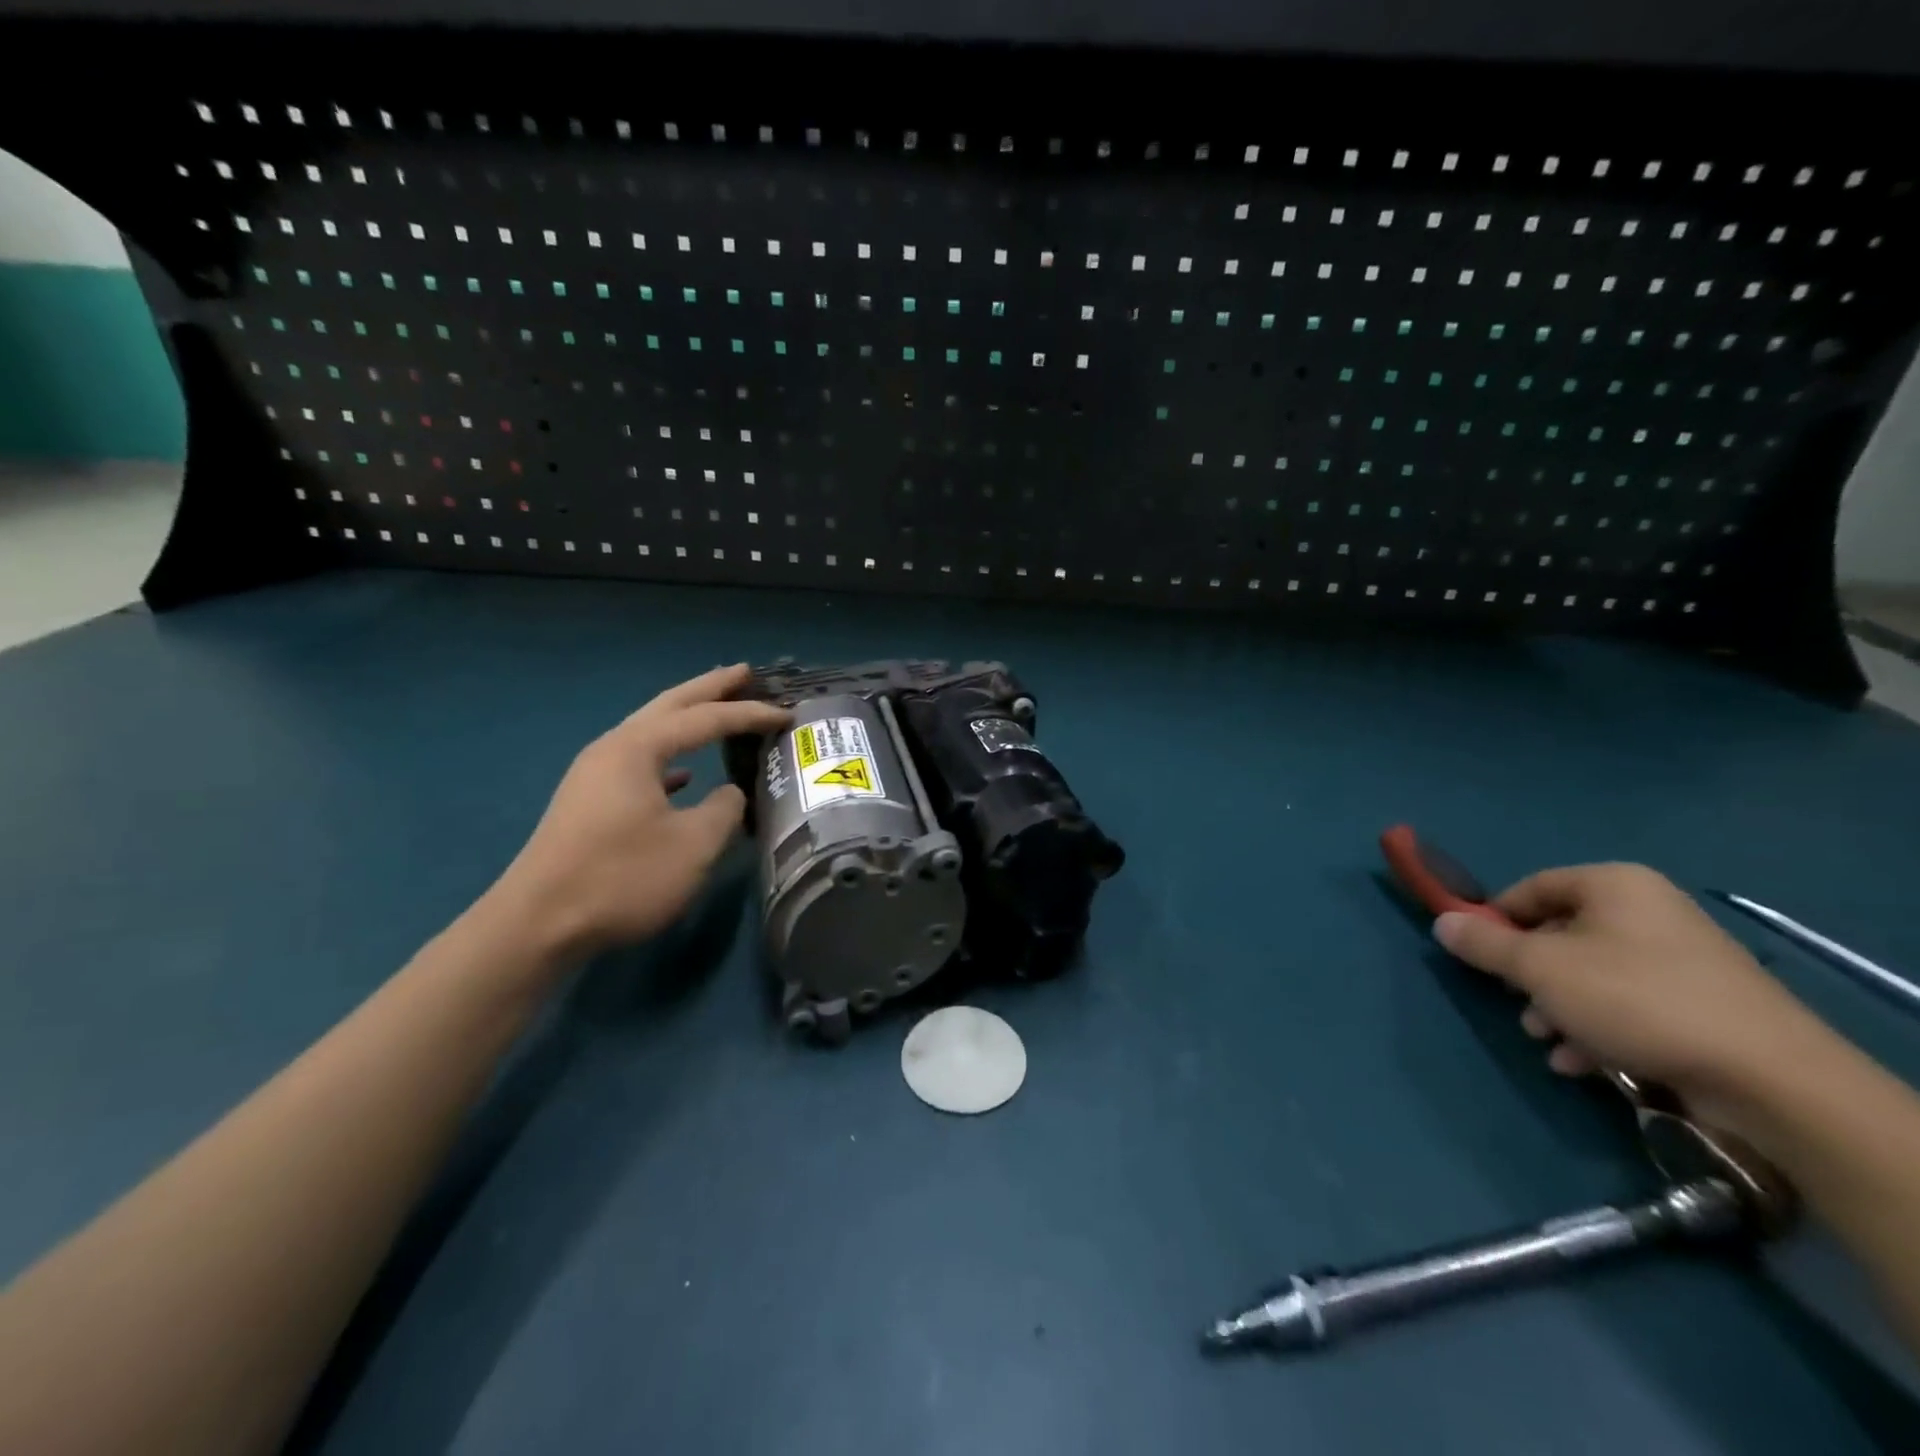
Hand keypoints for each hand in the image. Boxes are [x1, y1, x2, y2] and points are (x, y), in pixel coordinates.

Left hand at [487, 665, 789, 957]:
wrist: (538, 924)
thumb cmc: (621, 877)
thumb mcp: (693, 845)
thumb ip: (724, 810)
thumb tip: (729, 795)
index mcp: (638, 748)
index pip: (706, 719)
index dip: (750, 714)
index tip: (788, 714)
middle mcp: (614, 749)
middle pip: (670, 706)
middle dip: (710, 688)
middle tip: (747, 672)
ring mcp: (597, 775)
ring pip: (653, 732)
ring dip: (689, 718)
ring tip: (721, 708)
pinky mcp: (591, 802)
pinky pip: (642, 762)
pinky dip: (671, 756)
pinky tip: (685, 773)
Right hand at [1433, 864, 1832, 1126]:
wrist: (1770, 1079)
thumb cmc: (1636, 1000)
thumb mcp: (1540, 968)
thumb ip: (1484, 943)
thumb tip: (1442, 922)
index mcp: (1614, 886)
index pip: (1530, 888)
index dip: (1495, 918)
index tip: (1475, 954)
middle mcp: (1648, 912)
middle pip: (1560, 933)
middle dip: (1528, 973)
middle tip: (1513, 1003)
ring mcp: (1681, 960)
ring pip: (1590, 974)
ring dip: (1556, 1006)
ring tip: (1546, 1040)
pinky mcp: (1701, 1006)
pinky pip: (1627, 1005)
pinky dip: (1596, 1028)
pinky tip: (1581, 1062)